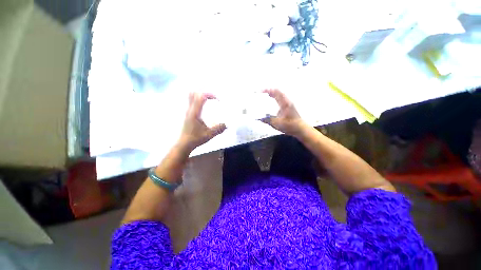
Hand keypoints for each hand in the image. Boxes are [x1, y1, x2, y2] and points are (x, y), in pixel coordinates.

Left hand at [178, 92, 225, 150]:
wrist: (184, 144)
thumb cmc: (195, 138)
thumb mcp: (209, 134)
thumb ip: (219, 129)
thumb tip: (227, 124)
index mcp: (195, 113)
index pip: (201, 96)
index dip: (210, 95)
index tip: (218, 100)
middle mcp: (190, 109)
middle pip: (194, 93)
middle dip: (205, 92)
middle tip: (213, 98)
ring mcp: (188, 111)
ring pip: (191, 96)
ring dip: (201, 95)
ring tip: (210, 100)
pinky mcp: (188, 114)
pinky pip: (192, 101)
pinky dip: (199, 100)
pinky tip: (205, 106)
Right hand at [262, 89, 306, 136]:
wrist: (301, 129)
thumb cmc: (290, 126)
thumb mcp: (277, 124)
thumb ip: (267, 120)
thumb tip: (260, 118)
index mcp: (284, 103)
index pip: (276, 92)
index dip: (268, 90)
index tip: (261, 91)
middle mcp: (287, 101)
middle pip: (278, 92)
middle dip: (269, 91)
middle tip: (262, 93)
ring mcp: (289, 104)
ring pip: (280, 95)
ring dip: (273, 94)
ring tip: (266, 95)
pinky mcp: (289, 107)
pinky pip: (281, 99)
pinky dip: (276, 98)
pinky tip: (273, 102)